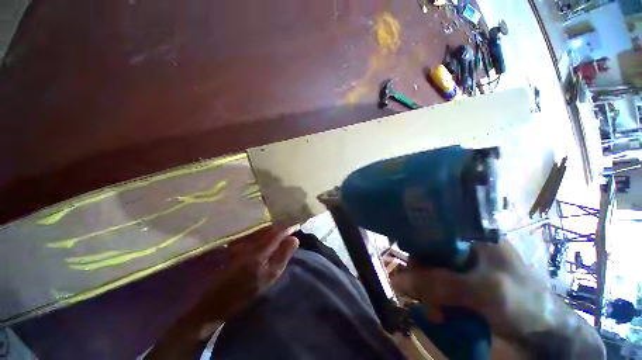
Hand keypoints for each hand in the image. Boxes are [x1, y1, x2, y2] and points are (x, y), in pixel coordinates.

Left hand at [194, 226, 299, 321]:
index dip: (287, 227)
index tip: (295, 226)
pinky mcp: (236, 244)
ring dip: (271, 228)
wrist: (218, 300)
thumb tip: (294, 238)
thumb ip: (283, 255)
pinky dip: (261, 232)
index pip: (278, 231)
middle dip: (279, 226)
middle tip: (288, 229)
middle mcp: (250, 242)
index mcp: (260, 250)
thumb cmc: (247, 291)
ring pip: (260, 229)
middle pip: (268, 227)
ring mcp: (241, 242)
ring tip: (279, 231)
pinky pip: (252, 233)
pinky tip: (264, 236)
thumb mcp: (270, 276)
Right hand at [393, 241, 605, 358]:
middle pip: (430, 253)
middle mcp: (464, 248)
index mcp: (472, 236)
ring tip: (434, 313)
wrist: (548, 335)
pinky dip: (435, 300)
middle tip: (419, 295)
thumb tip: (397, 280)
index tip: (409, 266)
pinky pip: (439, 286)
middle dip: (422, 275)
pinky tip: (439, 315)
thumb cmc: (523, 303)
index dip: (417, 245)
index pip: (432, 231)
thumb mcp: (483, 291)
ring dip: (428, 291)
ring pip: (432, 271)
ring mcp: (464, 268)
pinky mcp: (464, 285)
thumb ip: (440, 284)